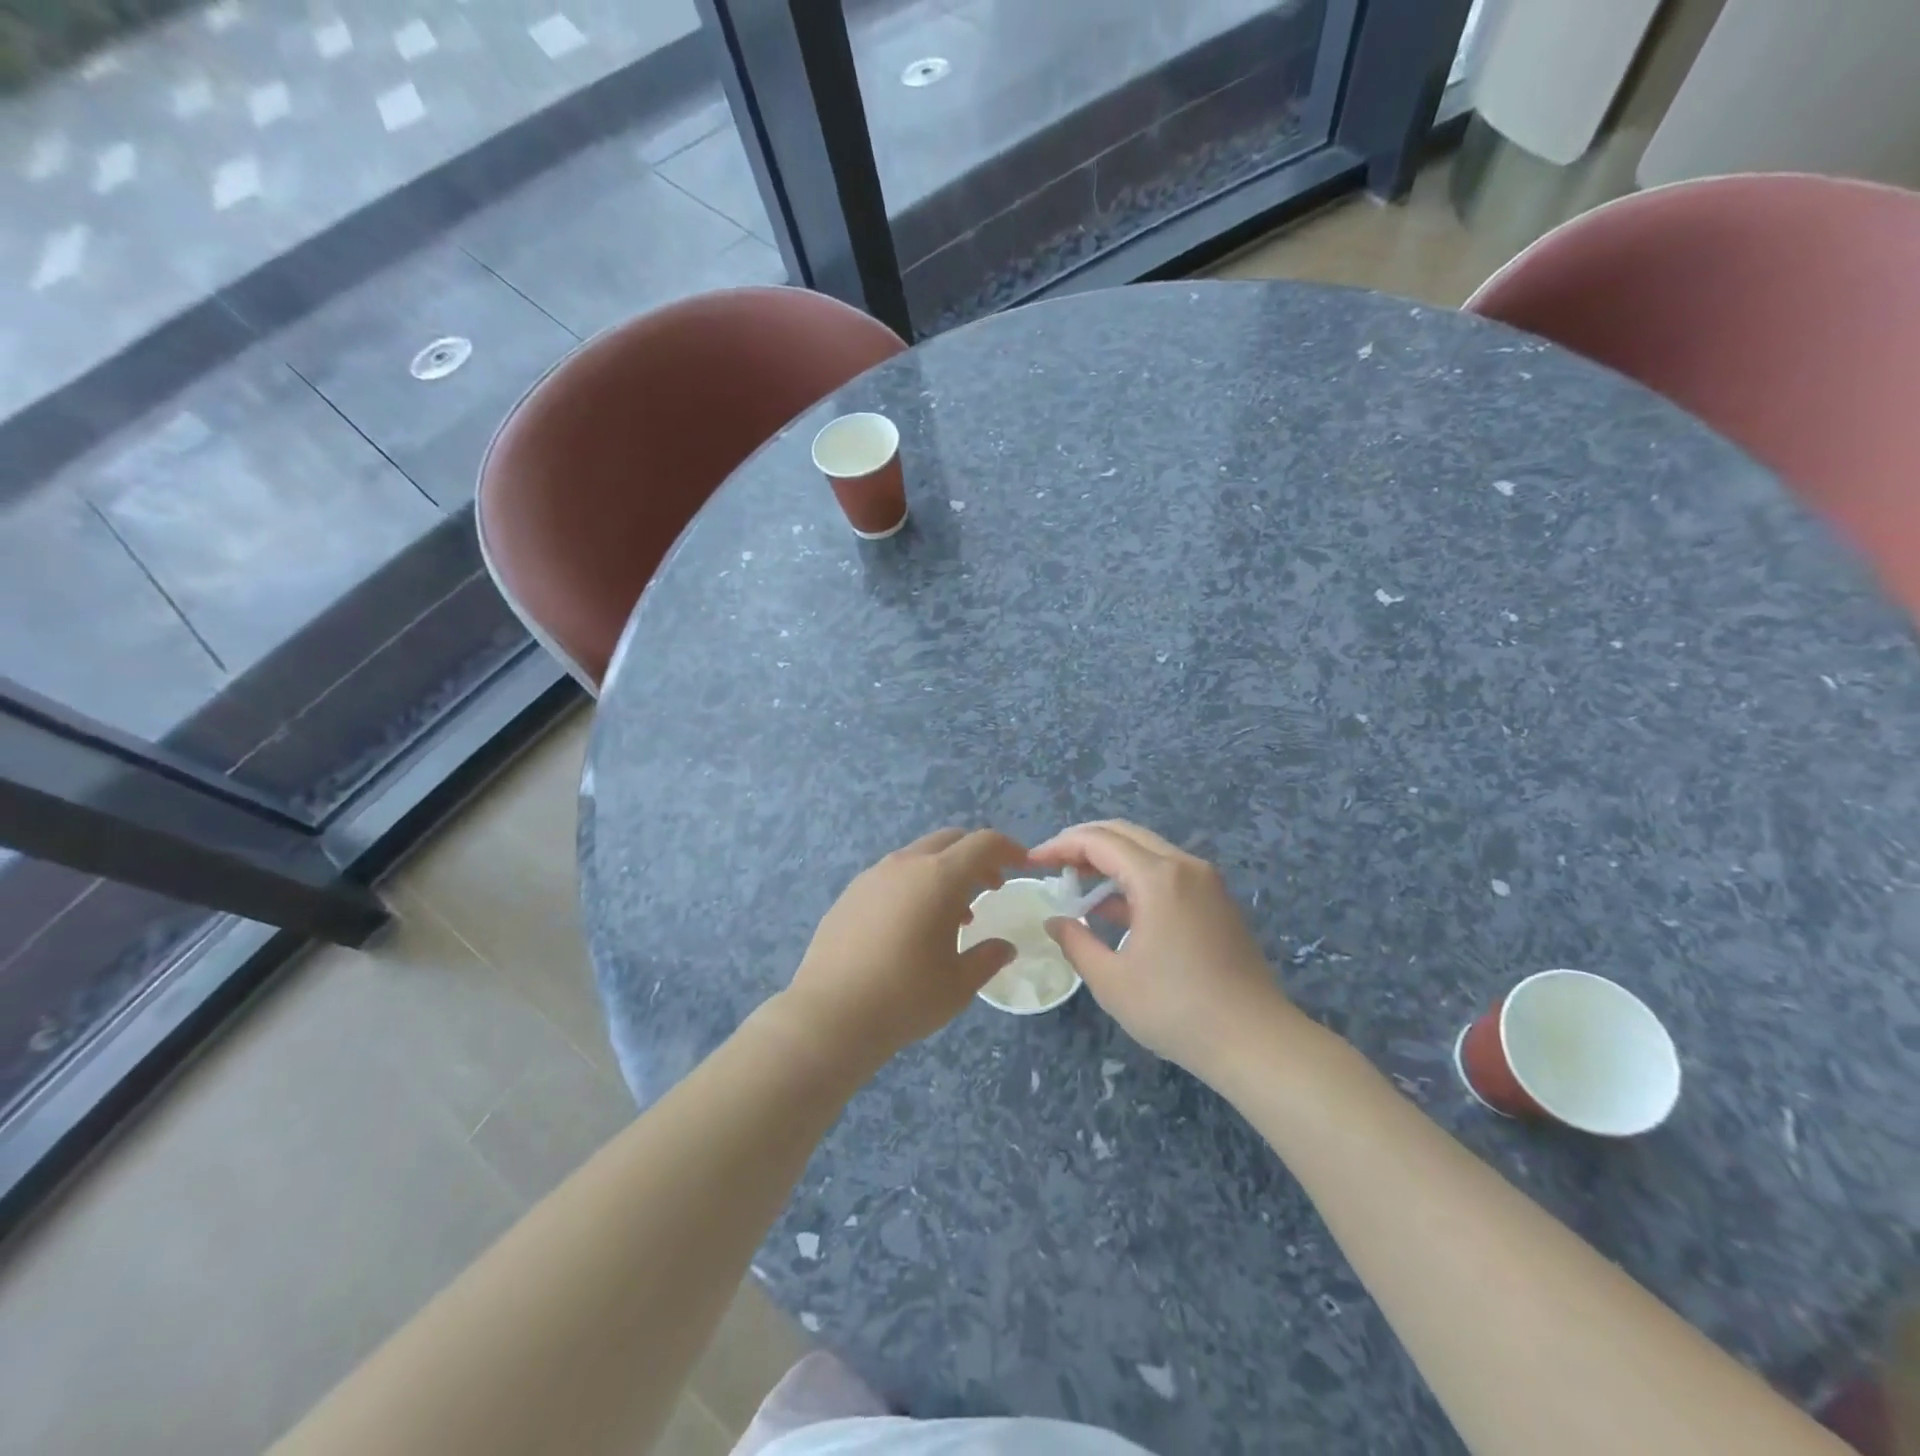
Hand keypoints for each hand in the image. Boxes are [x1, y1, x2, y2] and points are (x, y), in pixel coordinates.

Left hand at [782, 828, 1025, 1070]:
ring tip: (954, 914)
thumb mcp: (959, 984)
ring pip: (918, 855)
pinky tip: (912, 924)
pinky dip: (914, 884)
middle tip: (991, 887)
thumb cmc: (905, 997)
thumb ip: (987, 958)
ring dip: (943, 871)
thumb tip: (1005, 947)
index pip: (983, 844)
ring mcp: (872, 876)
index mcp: (939, 877)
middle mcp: (905, 865)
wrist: (831, 1014)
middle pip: (950, 840)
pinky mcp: (850, 893)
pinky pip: (892, 875)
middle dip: (976, 856)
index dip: (1008, 849)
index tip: (1022, 864)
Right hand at [1030, 820, 1304, 1074]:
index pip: (1099, 841)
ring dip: (1109, 860)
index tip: (1033, 862)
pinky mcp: (1217, 902)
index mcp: (1158, 877)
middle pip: (1125, 834)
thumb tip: (1055, 921)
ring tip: (1076, 883)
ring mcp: (1206, 882)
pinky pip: (1167, 873)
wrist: (1256, 1041)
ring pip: (1147, 851)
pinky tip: (1113, 907)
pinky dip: (1134, 878)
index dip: (1061, 846)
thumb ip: (1076, 942)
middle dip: (1083, 843)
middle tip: (1053, 865)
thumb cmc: (1177, 1010)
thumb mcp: (1112, 981)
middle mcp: (1185, 866)